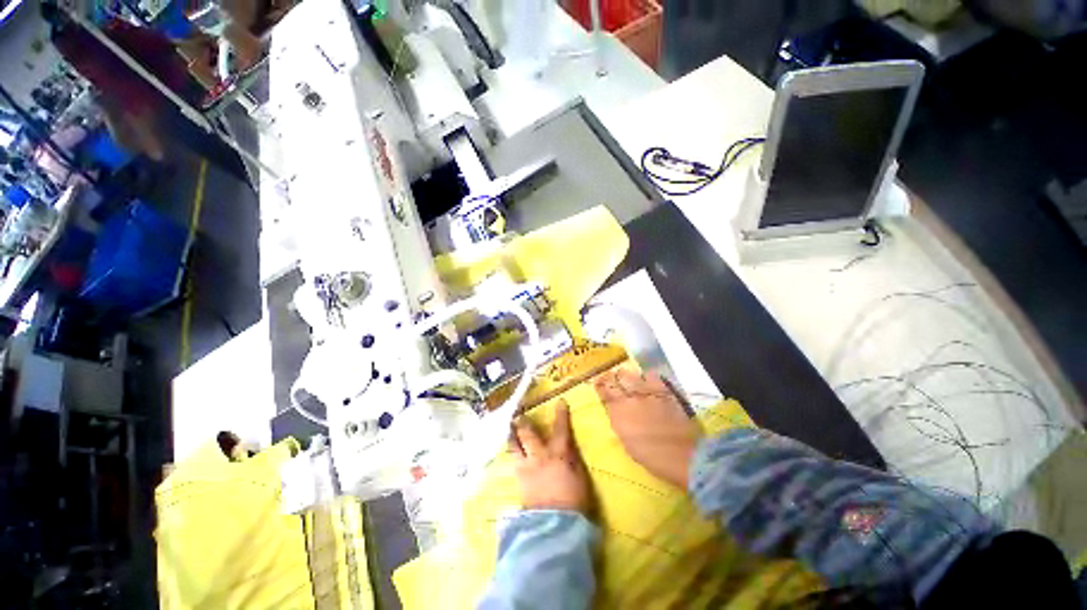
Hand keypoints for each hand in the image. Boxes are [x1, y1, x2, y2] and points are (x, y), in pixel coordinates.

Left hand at [509, 401, 590, 512]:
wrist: (554, 525)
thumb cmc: (574, 500)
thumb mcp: (579, 476)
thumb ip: (572, 458)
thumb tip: (568, 446)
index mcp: (558, 453)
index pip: (560, 429)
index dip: (560, 414)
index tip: (559, 402)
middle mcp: (539, 456)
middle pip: (528, 434)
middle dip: (523, 423)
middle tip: (519, 415)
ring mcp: (526, 468)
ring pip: (514, 447)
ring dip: (511, 436)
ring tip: (509, 429)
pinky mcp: (519, 481)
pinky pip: (513, 462)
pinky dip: (511, 454)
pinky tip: (511, 453)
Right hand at [594, 369, 701, 487]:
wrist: (681, 455)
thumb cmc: (651, 456)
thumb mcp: (626, 440)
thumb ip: (619, 421)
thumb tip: (616, 411)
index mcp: (617, 413)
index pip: (603, 391)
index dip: (600, 385)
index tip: (599, 383)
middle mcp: (628, 398)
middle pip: (614, 377)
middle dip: (611, 377)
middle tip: (612, 379)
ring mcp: (646, 391)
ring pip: (629, 373)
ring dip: (626, 375)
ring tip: (628, 379)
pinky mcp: (662, 390)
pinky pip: (649, 374)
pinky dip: (646, 377)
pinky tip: (647, 381)